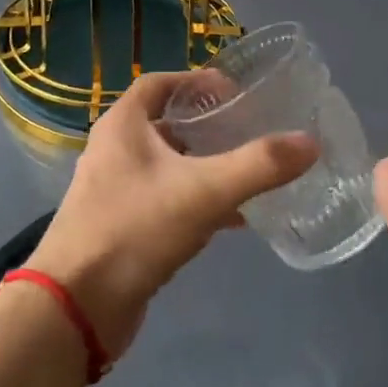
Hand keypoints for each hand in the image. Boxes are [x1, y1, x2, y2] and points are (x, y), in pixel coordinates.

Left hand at [29, 71, 317, 357]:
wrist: (77, 306)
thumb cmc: (135, 229)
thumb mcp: (204, 191)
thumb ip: (259, 165)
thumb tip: (310, 142)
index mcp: (123, 126)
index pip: (159, 83)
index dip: (196, 80)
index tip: (234, 91)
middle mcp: (113, 151)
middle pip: (164, 124)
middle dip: (206, 125)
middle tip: (248, 130)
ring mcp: (114, 191)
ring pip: (166, 166)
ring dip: (204, 165)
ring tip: (248, 172)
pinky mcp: (121, 227)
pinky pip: (165, 201)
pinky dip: (196, 202)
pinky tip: (232, 220)